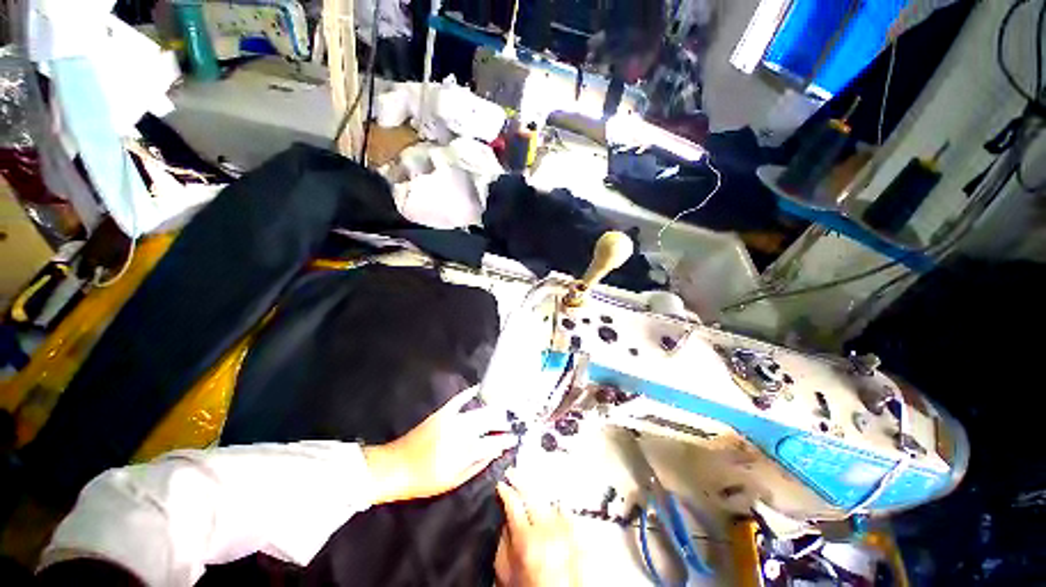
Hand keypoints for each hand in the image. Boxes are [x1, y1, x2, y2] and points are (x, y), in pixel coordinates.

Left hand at [363, 389, 514, 503]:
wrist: (396, 467)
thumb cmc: (425, 480)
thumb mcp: (453, 481)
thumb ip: (477, 465)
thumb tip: (495, 452)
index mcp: (464, 452)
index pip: (493, 442)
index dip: (506, 439)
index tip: (516, 437)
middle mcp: (461, 432)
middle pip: (489, 422)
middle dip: (504, 420)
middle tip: (514, 420)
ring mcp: (451, 420)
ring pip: (479, 411)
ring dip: (493, 409)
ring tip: (504, 408)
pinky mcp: (441, 413)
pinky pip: (459, 399)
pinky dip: (469, 393)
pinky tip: (478, 388)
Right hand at [495, 481, 579, 586]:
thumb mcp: (507, 571)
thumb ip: (504, 542)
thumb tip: (506, 520)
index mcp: (527, 540)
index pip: (513, 504)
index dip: (505, 491)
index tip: (501, 485)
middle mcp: (547, 530)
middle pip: (531, 494)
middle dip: (519, 480)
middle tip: (511, 473)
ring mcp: (565, 530)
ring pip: (548, 498)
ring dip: (537, 491)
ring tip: (528, 483)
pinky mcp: (577, 534)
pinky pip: (565, 510)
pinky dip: (556, 504)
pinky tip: (551, 501)